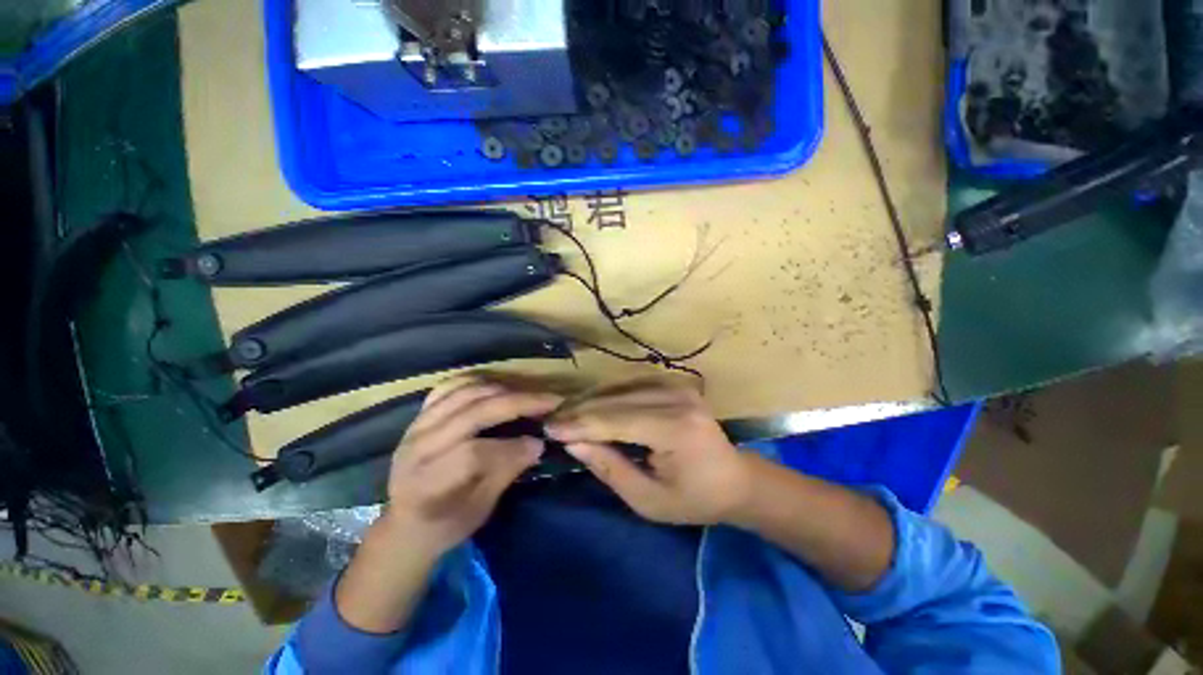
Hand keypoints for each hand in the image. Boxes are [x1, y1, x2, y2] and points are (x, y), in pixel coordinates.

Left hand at [382, 377, 563, 555]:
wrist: (405, 523)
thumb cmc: (445, 525)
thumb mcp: (479, 510)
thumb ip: (505, 473)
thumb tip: (536, 444)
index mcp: (428, 482)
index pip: (474, 454)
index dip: (512, 447)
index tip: (540, 443)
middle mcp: (419, 447)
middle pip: (474, 412)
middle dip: (518, 403)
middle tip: (549, 401)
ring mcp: (417, 426)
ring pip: (464, 392)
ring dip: (503, 389)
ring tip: (529, 394)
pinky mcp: (420, 415)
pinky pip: (450, 387)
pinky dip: (478, 382)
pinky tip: (498, 386)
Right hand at [545, 381, 750, 524]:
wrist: (736, 479)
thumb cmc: (695, 499)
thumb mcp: (649, 500)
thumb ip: (610, 468)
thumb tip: (573, 442)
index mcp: (676, 429)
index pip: (615, 421)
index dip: (579, 425)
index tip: (549, 429)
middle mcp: (677, 399)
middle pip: (615, 401)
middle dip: (580, 411)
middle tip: (551, 421)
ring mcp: (678, 386)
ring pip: (620, 389)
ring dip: (591, 402)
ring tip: (566, 415)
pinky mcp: (675, 383)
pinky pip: (631, 386)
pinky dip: (608, 397)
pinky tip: (591, 406)